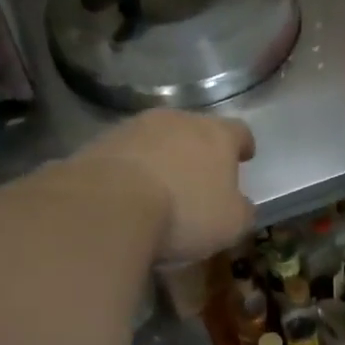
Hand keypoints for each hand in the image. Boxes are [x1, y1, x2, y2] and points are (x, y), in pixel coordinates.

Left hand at [78, 110, 256, 262]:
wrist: (108, 206)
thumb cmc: (185, 213)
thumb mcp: (231, 224)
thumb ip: (242, 211)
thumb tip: (242, 205)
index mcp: (216, 135)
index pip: (238, 131)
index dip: (243, 145)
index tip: (245, 156)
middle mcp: (176, 121)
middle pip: (194, 130)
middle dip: (198, 151)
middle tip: (200, 177)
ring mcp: (134, 128)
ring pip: (156, 139)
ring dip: (162, 158)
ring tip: (161, 188)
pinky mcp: (99, 143)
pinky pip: (125, 155)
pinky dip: (132, 170)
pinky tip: (129, 195)